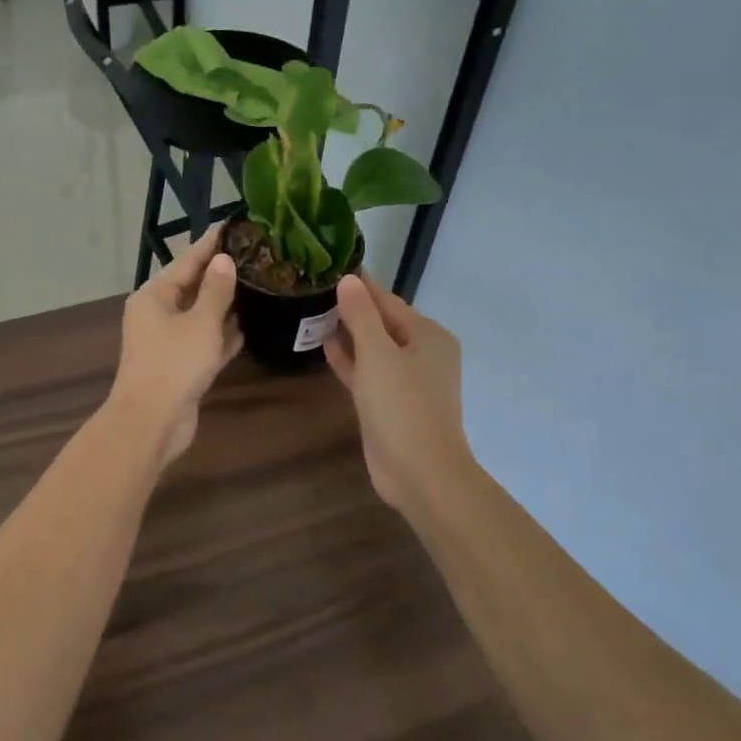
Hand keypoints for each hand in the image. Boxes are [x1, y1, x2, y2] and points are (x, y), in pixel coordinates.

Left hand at [108, 224, 243, 466]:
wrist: (152, 422)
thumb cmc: (174, 364)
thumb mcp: (200, 322)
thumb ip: (216, 291)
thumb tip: (224, 260)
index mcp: (154, 296)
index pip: (187, 260)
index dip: (211, 243)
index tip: (234, 226)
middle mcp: (158, 313)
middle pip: (192, 286)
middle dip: (221, 273)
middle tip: (255, 254)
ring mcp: (168, 341)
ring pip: (200, 315)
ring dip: (225, 304)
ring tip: (259, 285)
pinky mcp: (181, 365)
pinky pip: (205, 341)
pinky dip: (223, 334)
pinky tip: (249, 325)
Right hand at [324, 273, 474, 518]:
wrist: (420, 473)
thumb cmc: (402, 406)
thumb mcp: (378, 354)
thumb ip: (361, 315)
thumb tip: (348, 280)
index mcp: (428, 335)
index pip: (388, 300)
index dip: (360, 285)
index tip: (330, 267)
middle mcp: (421, 353)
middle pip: (382, 322)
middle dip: (351, 308)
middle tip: (313, 288)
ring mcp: (406, 381)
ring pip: (373, 348)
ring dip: (348, 333)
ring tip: (312, 313)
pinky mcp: (390, 403)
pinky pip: (367, 372)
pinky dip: (349, 360)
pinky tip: (323, 346)